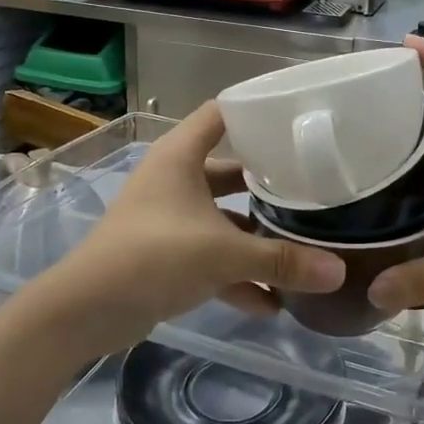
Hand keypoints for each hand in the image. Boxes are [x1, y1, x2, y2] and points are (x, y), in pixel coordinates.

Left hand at [24, 102, 344, 355]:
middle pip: (231, 169)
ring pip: (224, 218)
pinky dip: (238, 275)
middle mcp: (176, 179)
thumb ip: (281, 261)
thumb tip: (340, 272)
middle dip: (269, 183)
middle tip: (314, 186)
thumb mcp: (223, 254)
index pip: (222, 113)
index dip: (257, 112)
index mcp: (181, 156)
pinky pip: (212, 257)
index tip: (299, 120)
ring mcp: (170, 218)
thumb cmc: (153, 256)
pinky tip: (273, 302)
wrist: (84, 312)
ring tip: (303, 246)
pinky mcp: (167, 256)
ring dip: (256, 236)